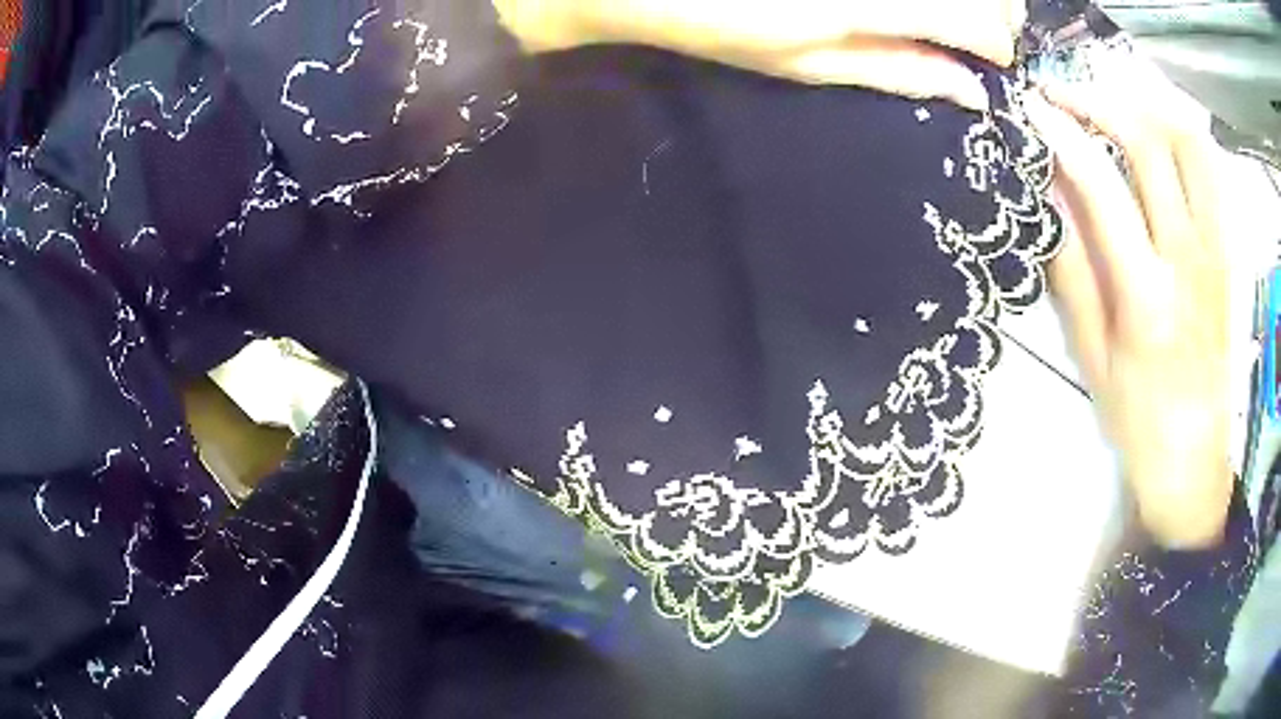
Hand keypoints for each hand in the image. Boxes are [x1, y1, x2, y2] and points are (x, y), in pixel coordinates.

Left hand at [493, 0, 1026, 110]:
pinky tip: (909, 5)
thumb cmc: (722, 24)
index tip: (989, 64)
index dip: (998, 48)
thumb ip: (899, 69)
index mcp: (878, 4)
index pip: (984, 24)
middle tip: (973, 36)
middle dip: (993, 16)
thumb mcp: (811, 62)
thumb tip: (973, 93)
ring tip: (945, 15)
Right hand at [1022, 69, 1232, 548]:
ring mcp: (1214, 251)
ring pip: (1187, 144)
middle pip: (1148, 144)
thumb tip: (1046, 192)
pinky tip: (1159, 134)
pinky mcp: (1227, 252)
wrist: (1193, 457)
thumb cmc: (1136, 416)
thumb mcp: (1091, 354)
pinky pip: (1212, 171)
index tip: (1031, 107)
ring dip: (1145, 109)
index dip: (1062, 134)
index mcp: (1146, 295)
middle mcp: (1188, 260)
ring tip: (1110, 105)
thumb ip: (1070, 266)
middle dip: (1097, 102)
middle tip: (1062, 95)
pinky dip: (1182, 134)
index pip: (1102, 184)